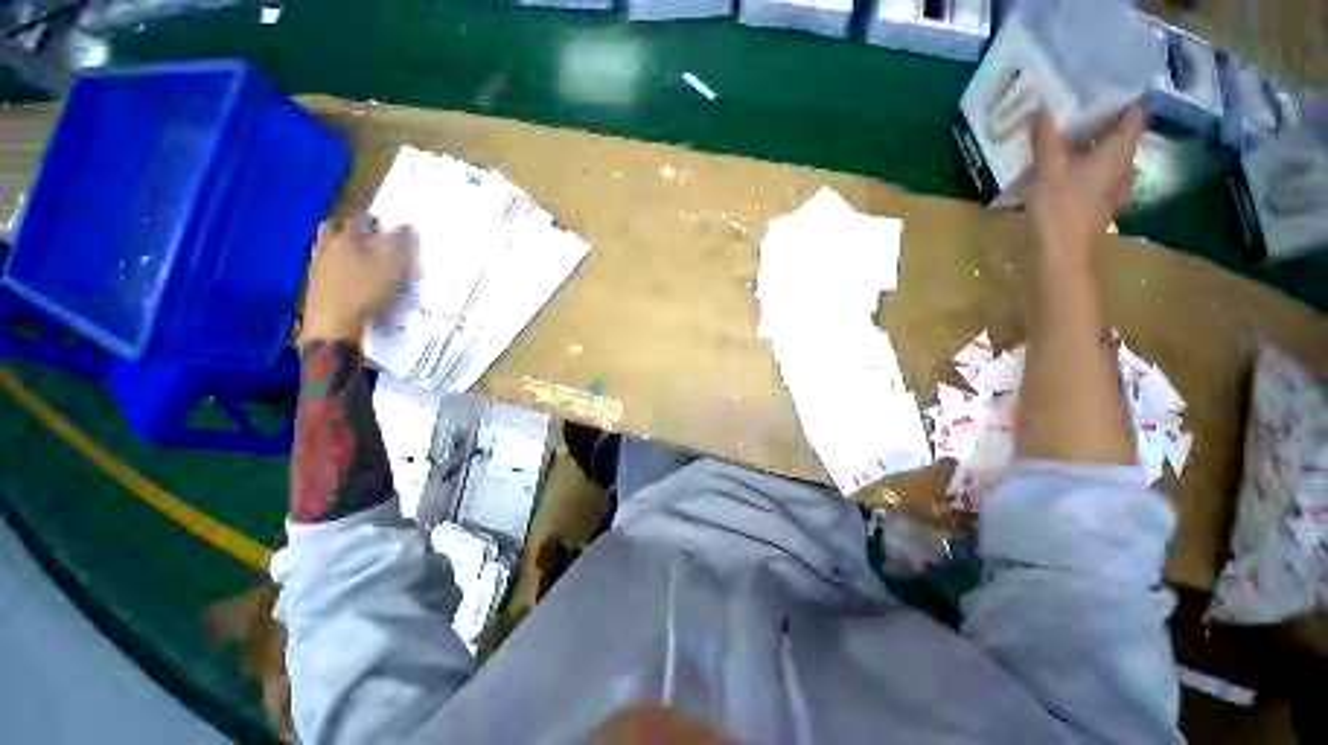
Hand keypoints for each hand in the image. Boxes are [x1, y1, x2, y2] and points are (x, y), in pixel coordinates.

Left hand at [299, 215, 415, 345]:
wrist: (333, 324)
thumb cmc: (366, 292)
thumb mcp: (392, 268)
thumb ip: (401, 246)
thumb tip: (408, 226)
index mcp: (347, 238)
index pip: (361, 220)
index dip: (374, 220)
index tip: (386, 224)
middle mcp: (328, 246)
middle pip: (334, 228)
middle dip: (349, 227)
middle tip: (365, 234)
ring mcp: (317, 265)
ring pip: (326, 246)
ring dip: (339, 245)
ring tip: (357, 254)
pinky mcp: (314, 284)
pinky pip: (324, 264)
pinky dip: (335, 264)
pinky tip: (347, 275)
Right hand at [1027, 105, 1144, 272]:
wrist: (1060, 254)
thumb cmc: (1060, 209)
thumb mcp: (1048, 169)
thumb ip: (1045, 137)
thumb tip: (1040, 105)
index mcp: (1118, 150)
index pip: (1134, 112)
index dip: (1124, 91)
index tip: (1105, 76)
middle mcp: (1121, 162)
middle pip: (1119, 129)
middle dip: (1101, 111)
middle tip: (1076, 94)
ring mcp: (1109, 182)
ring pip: (1105, 148)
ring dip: (1089, 134)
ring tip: (1064, 121)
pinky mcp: (1095, 196)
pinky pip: (1092, 166)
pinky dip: (1080, 155)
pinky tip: (1059, 155)